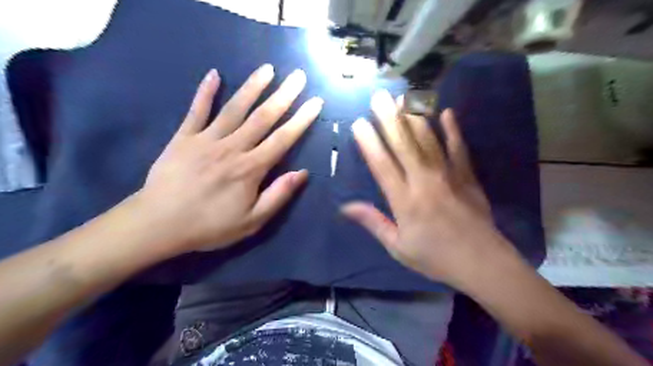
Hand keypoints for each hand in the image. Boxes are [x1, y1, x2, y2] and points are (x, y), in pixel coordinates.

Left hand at [136, 64, 322, 254]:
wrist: (158, 224)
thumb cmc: (209, 226)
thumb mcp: (252, 221)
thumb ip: (278, 195)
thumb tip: (302, 173)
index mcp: (250, 168)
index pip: (282, 139)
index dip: (301, 120)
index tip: (315, 102)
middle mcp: (232, 148)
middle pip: (262, 117)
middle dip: (284, 95)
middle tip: (298, 76)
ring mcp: (206, 139)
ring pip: (234, 109)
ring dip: (253, 87)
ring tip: (268, 69)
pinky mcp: (183, 137)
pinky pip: (196, 110)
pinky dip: (205, 92)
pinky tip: (214, 74)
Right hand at [344, 90, 506, 286]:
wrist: (482, 263)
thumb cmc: (435, 257)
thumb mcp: (397, 247)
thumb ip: (373, 222)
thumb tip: (345, 207)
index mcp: (404, 201)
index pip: (382, 165)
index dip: (369, 142)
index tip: (359, 123)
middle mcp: (424, 181)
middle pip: (403, 145)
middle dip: (389, 119)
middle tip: (378, 97)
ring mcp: (448, 175)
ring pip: (428, 140)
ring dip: (414, 117)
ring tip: (403, 97)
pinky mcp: (467, 176)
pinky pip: (459, 148)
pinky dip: (453, 130)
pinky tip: (446, 112)